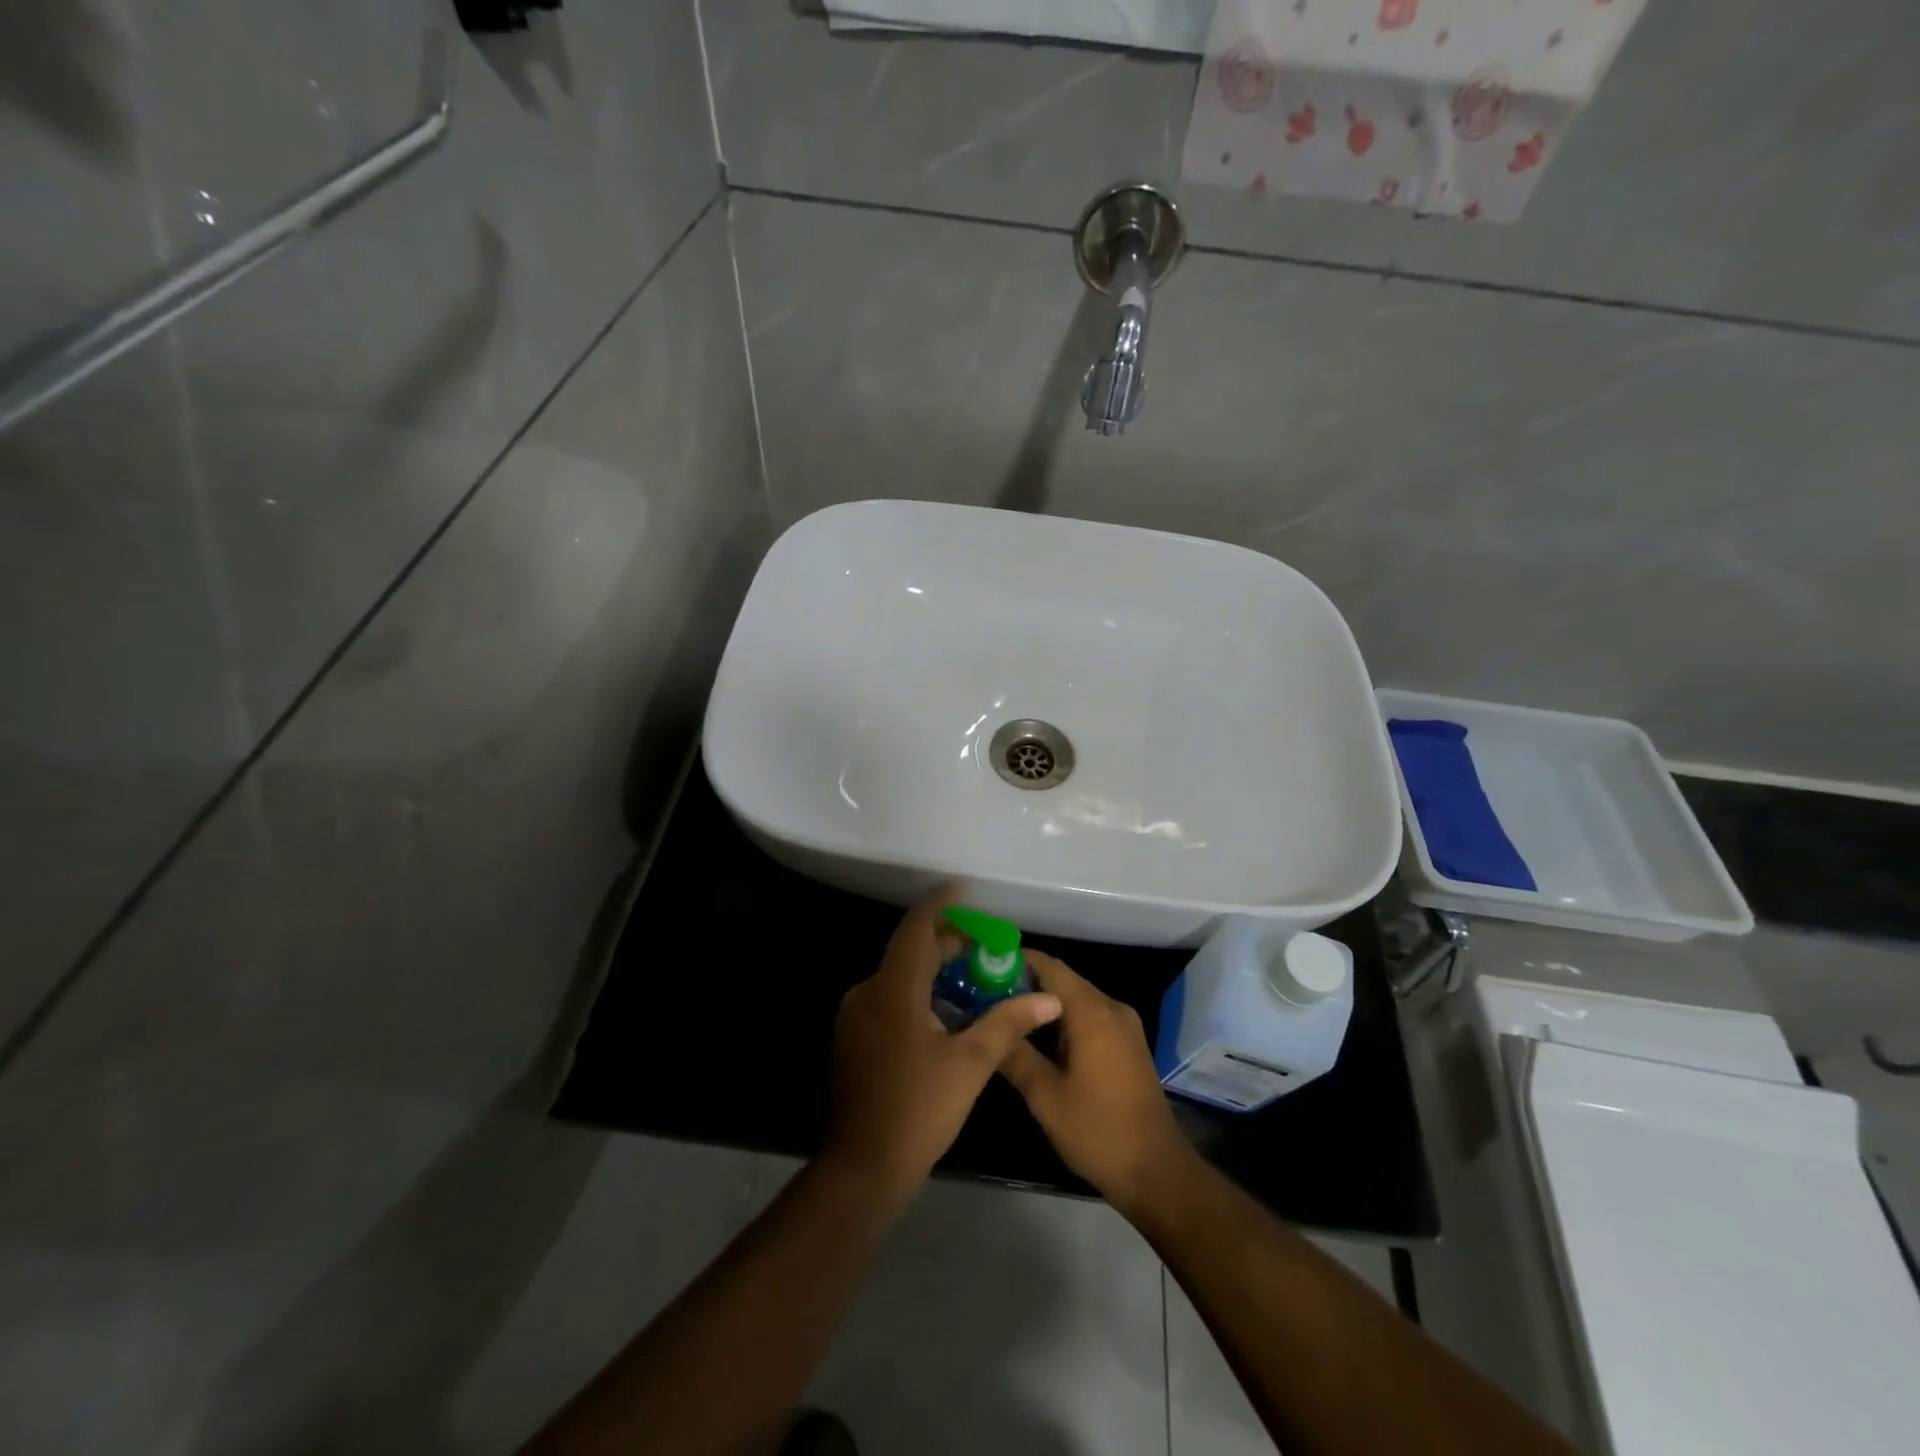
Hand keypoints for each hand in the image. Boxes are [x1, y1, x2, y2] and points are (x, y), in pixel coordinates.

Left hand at [821, 894, 1062, 1212]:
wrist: (863, 1167)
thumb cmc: (919, 1110)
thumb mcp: (971, 1064)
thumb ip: (1007, 1023)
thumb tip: (1048, 999)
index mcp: (893, 990)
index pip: (916, 928)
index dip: (940, 904)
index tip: (964, 888)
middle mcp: (868, 992)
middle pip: (910, 951)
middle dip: (947, 944)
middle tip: (985, 947)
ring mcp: (855, 1016)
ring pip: (900, 976)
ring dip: (934, 972)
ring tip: (974, 980)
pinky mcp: (854, 1037)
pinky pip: (889, 998)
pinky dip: (918, 994)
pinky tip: (946, 1015)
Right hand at [999, 951, 1195, 1214]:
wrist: (1157, 1172)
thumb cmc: (1098, 1131)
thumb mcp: (1045, 1096)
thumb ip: (1015, 1055)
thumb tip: (987, 1026)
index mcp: (1092, 1012)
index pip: (1050, 967)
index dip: (1016, 961)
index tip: (984, 964)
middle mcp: (1111, 1008)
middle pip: (1063, 980)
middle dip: (1025, 983)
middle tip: (985, 993)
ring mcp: (1124, 1026)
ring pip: (1076, 1000)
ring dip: (1043, 1004)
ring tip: (1003, 1013)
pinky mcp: (1128, 1044)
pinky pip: (1089, 1017)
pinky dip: (1062, 1020)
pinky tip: (1036, 1038)